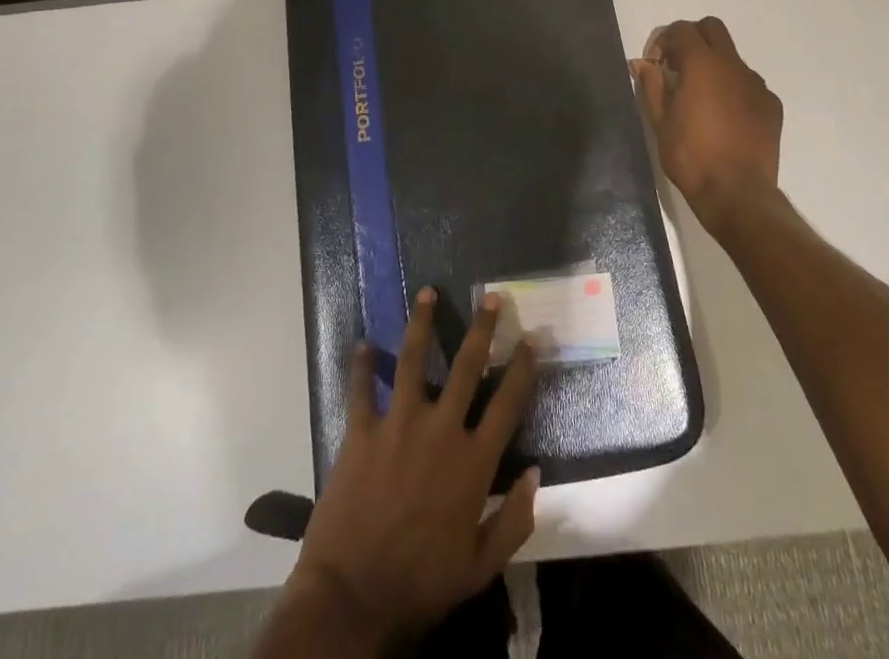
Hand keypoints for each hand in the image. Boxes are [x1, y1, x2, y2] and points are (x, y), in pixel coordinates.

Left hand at [288, 288, 539, 646]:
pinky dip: (361, 365)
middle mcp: (440, 430)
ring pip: (413, 360)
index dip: (523, 369)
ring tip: (426, 292)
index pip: (507, 404)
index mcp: (472, 462)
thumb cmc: (420, 583)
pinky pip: (361, 389)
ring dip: (421, 323)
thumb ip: (514, 521)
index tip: (532, 339)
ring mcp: (398, 424)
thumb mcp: (479, 567)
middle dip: (482, 328)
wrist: (353, 598)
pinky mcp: (361, 432)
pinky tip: (363, 343)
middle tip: (492, 298)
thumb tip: (536, 474)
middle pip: (466, 366)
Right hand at [632, 17, 783, 239]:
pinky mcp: (771, 105)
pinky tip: (724, 119)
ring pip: (732, 57)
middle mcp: (733, 66)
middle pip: (712, 29)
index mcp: (703, 64)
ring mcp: (756, 84)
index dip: (664, 42)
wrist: (737, 194)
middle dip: (692, 39)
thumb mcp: (660, 121)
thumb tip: (642, 63)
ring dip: (714, 66)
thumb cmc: (691, 156)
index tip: (656, 66)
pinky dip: (733, 89)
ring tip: (701, 99)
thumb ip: (651, 85)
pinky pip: (748, 84)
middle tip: (678, 68)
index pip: (682, 30)